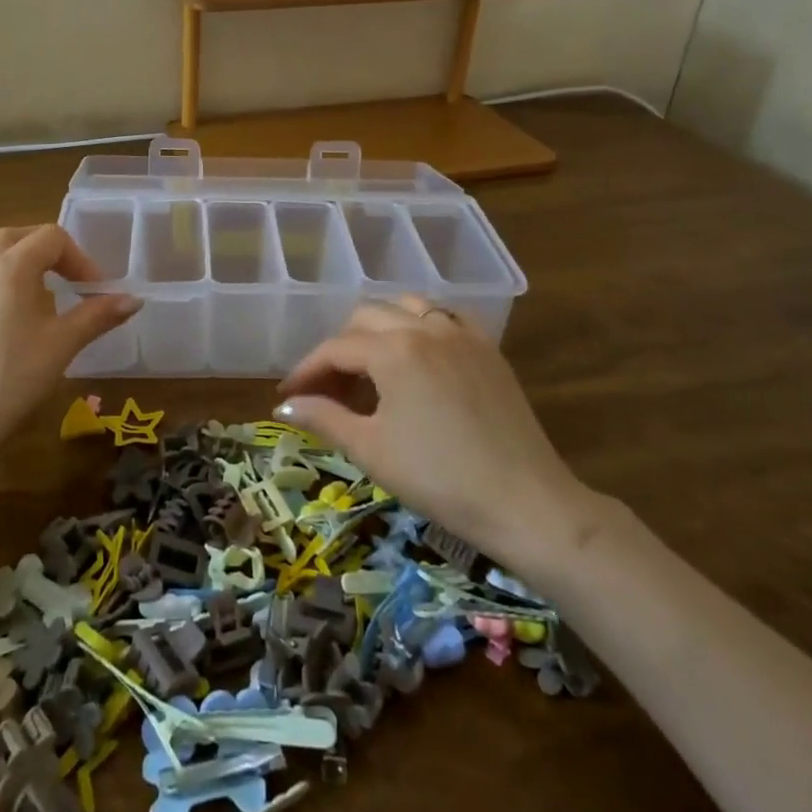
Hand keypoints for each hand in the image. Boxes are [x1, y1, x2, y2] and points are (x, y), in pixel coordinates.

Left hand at [0, 224, 139, 461]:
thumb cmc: (13, 377)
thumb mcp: (63, 344)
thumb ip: (98, 315)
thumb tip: (134, 300)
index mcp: (10, 266)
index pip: (51, 238)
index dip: (79, 259)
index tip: (94, 291)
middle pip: (16, 237)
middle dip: (47, 252)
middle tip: (68, 281)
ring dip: (15, 261)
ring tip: (35, 292)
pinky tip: (5, 321)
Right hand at [275, 296, 602, 575]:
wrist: (526, 503)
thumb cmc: (439, 479)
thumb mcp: (371, 450)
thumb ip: (324, 418)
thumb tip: (286, 406)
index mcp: (392, 349)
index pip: (335, 349)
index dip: (306, 372)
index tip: (287, 397)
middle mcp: (425, 327)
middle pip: (365, 318)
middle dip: (339, 350)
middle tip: (327, 390)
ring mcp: (462, 333)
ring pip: (406, 307)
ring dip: (378, 329)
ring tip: (369, 368)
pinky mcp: (488, 348)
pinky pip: (445, 318)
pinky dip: (420, 326)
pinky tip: (417, 355)